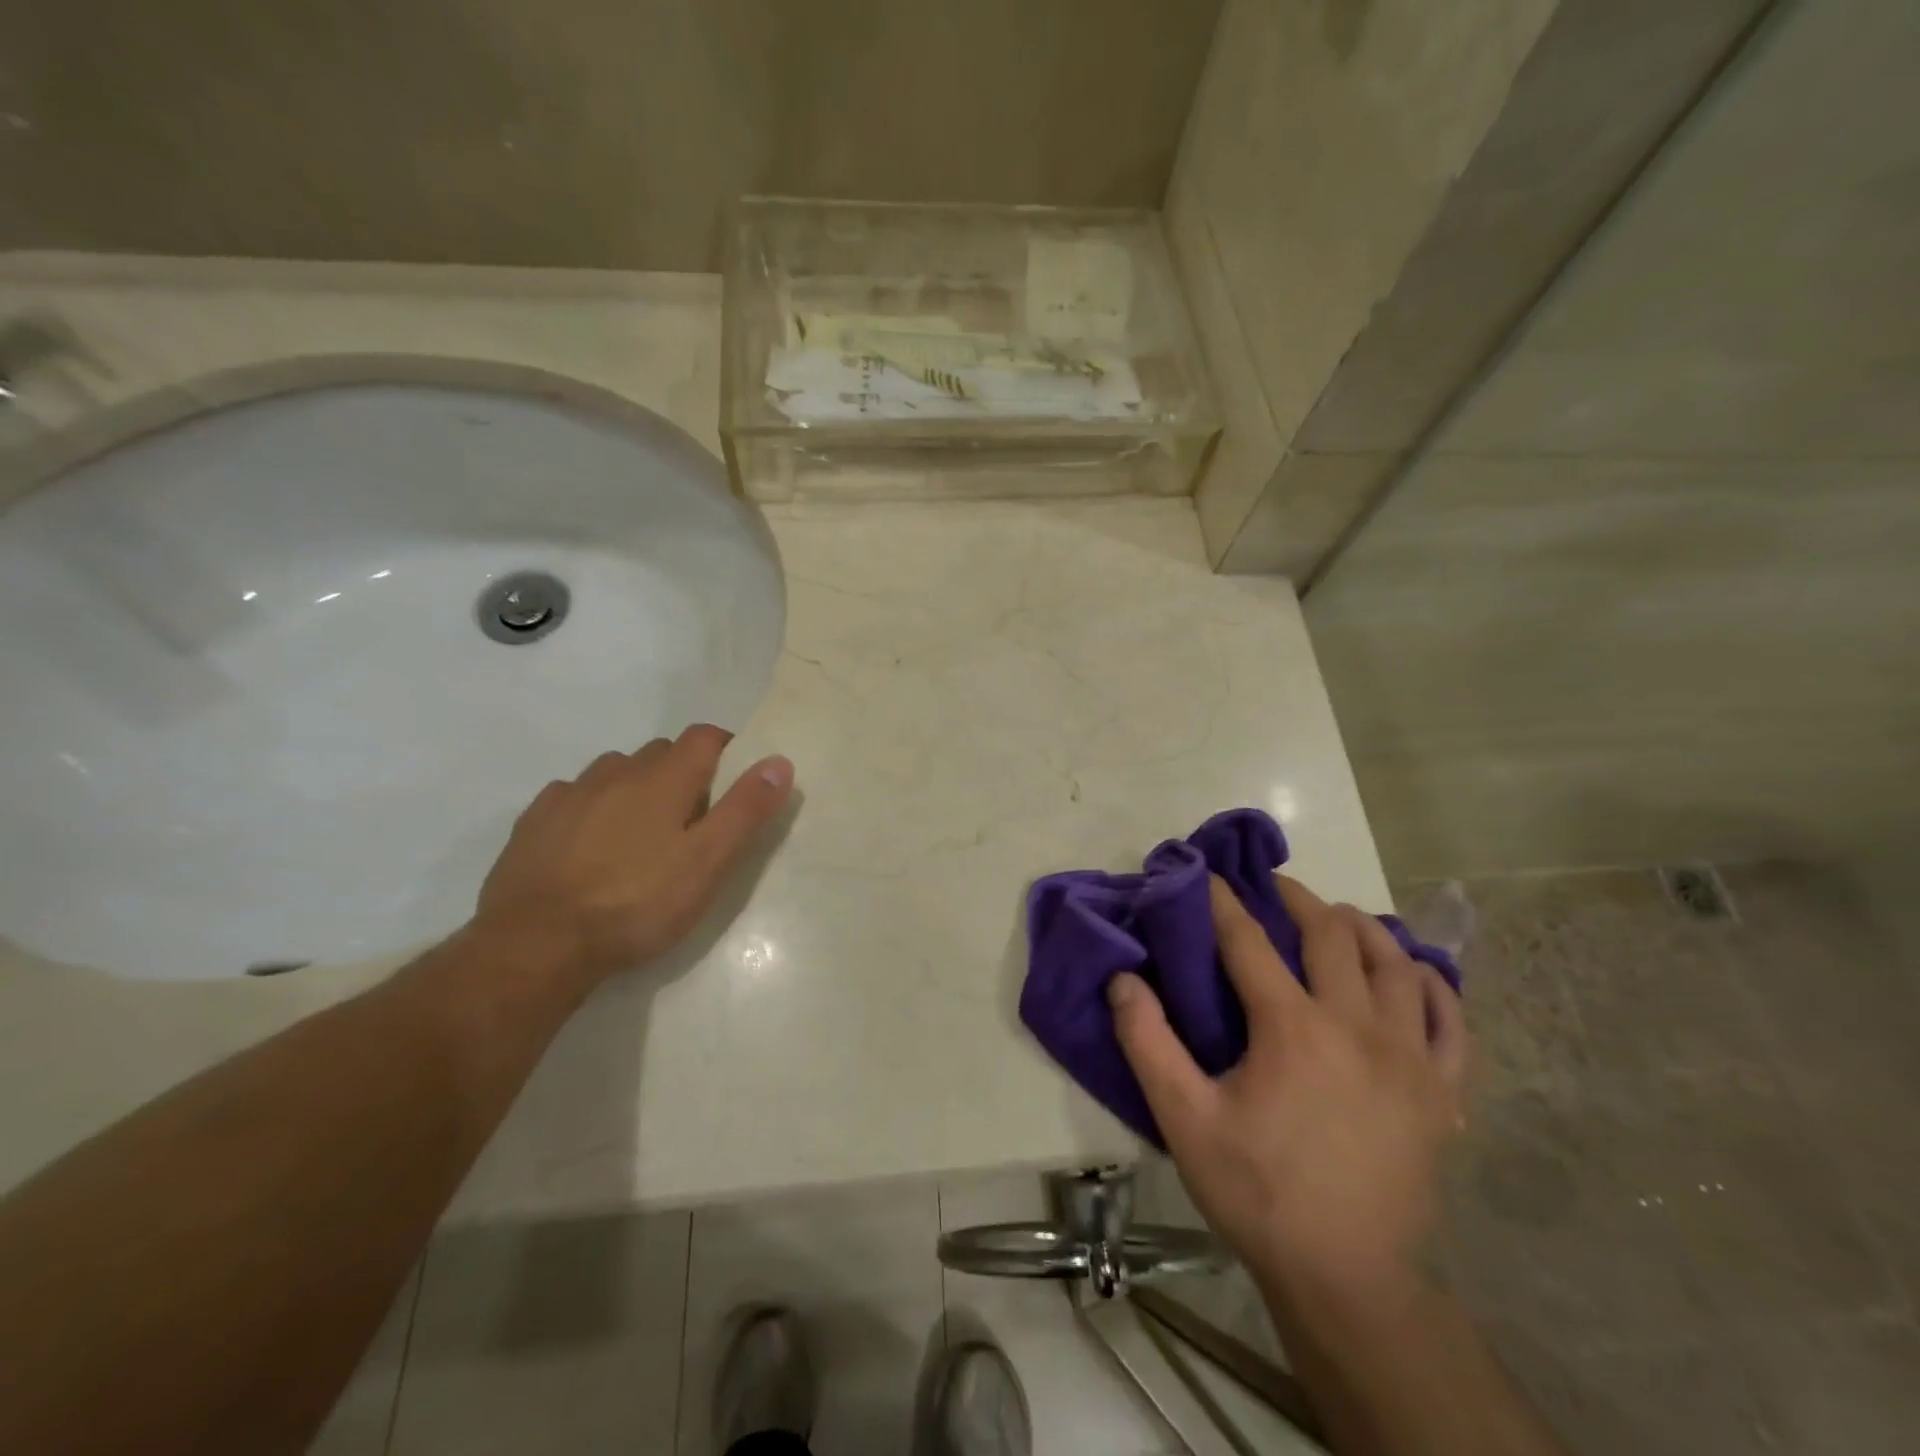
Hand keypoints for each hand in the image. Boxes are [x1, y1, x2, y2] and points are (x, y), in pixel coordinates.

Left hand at [473, 725, 793, 988]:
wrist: (537, 944)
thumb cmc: (637, 903)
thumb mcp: (708, 863)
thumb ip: (745, 809)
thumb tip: (779, 761)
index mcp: (664, 778)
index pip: (704, 736)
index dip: (726, 749)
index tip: (736, 780)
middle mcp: (617, 771)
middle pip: (661, 752)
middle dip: (683, 772)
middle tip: (694, 819)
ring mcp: (571, 793)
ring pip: (616, 771)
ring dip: (636, 786)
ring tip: (643, 832)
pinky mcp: (535, 820)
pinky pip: (575, 796)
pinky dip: (593, 807)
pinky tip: (591, 844)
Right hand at [1110, 875, 1465, 1299]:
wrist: (1346, 1278)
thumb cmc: (1258, 1193)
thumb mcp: (1184, 1120)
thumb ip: (1147, 1043)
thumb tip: (1122, 980)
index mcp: (1292, 1028)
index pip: (1249, 942)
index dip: (1223, 903)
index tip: (1207, 875)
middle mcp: (1357, 1026)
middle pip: (1331, 936)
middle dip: (1297, 900)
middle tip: (1272, 887)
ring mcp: (1410, 1057)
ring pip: (1395, 964)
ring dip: (1363, 929)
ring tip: (1337, 918)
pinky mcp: (1441, 1092)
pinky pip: (1450, 1019)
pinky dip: (1430, 984)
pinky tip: (1410, 973)